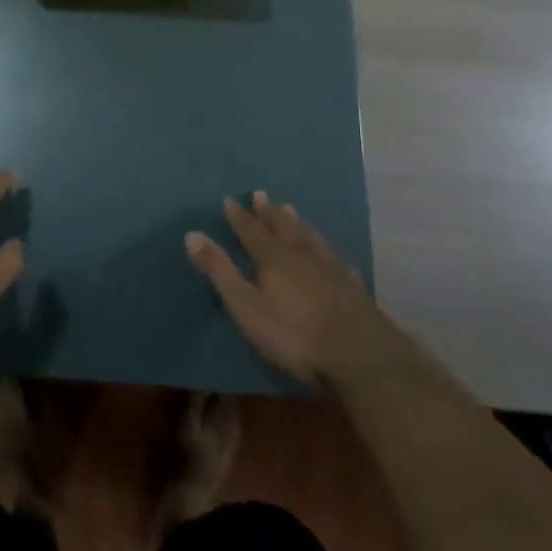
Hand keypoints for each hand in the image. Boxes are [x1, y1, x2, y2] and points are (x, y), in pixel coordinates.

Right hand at [185, 191, 388, 387]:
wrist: (359, 355)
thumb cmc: (294, 335)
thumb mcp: (247, 306)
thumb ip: (220, 271)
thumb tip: (191, 235)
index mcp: (273, 259)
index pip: (251, 231)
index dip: (239, 217)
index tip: (229, 199)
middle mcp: (301, 256)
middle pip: (282, 228)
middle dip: (269, 212)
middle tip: (261, 194)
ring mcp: (331, 270)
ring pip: (310, 238)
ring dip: (298, 224)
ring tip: (292, 210)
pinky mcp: (353, 289)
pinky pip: (337, 261)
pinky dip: (329, 252)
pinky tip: (333, 254)